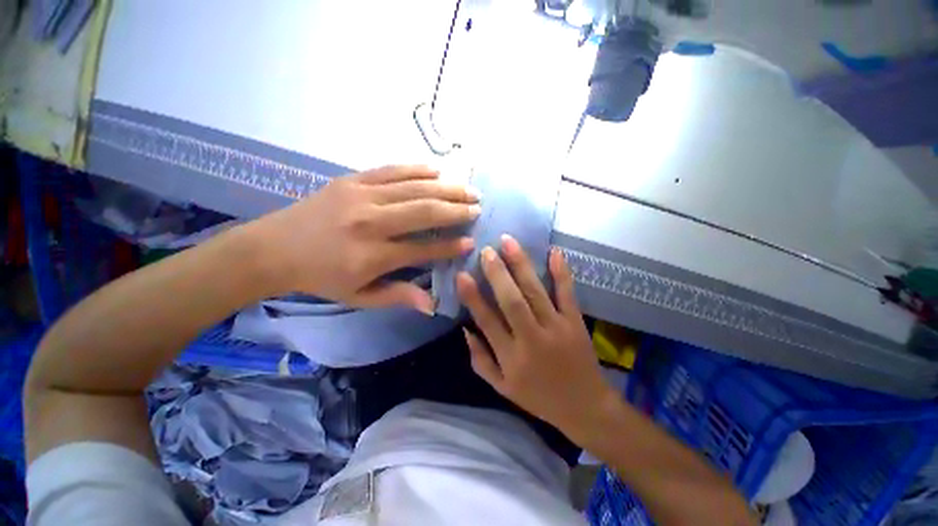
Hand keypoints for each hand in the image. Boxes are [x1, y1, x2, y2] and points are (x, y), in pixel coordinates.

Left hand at [253, 165, 479, 311]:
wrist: (274, 248)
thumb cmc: (321, 277)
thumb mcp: (359, 297)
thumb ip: (398, 296)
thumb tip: (432, 304)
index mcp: (372, 255)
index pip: (423, 248)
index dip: (450, 246)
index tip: (471, 242)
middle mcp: (371, 223)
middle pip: (424, 211)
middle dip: (456, 210)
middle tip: (478, 207)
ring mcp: (361, 196)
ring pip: (413, 188)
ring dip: (445, 188)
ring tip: (468, 189)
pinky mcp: (351, 180)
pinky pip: (391, 170)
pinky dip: (417, 169)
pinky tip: (437, 170)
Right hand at [456, 235, 617, 437]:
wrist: (585, 407)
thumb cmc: (539, 398)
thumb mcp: (502, 387)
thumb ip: (480, 359)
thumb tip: (465, 329)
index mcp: (511, 357)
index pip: (487, 321)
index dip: (472, 297)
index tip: (462, 275)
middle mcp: (532, 338)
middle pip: (512, 301)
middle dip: (497, 273)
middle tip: (486, 251)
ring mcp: (556, 327)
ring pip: (535, 292)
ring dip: (521, 264)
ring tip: (508, 242)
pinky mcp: (575, 322)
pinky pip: (567, 293)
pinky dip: (561, 272)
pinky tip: (554, 252)